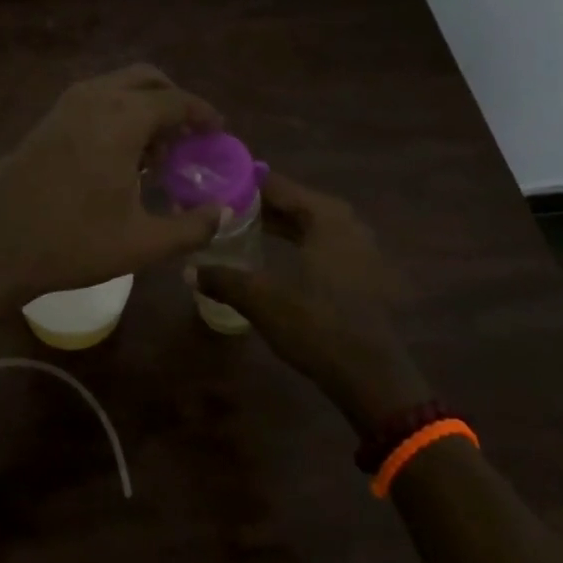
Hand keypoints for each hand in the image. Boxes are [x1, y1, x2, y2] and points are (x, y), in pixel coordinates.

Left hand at [0, 65, 224, 311]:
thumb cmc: (71, 241)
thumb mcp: (140, 243)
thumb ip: (191, 227)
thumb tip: (223, 214)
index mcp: (122, 118)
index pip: (176, 100)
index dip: (202, 114)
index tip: (219, 132)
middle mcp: (95, 97)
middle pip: (147, 79)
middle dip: (173, 100)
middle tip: (189, 136)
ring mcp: (66, 104)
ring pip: (118, 86)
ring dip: (144, 106)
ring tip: (157, 152)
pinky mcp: (48, 119)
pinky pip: (96, 99)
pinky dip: (118, 112)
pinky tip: (120, 156)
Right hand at [194, 172, 431, 436]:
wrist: (374, 379)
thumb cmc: (319, 327)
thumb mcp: (263, 301)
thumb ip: (224, 279)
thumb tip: (188, 270)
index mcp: (326, 216)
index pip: (277, 185)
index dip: (243, 184)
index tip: (212, 184)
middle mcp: (345, 222)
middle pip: (293, 202)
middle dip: (257, 204)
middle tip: (219, 206)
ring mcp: (357, 246)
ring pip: (307, 223)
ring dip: (275, 223)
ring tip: (237, 226)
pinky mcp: (360, 270)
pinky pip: (319, 241)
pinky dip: (293, 241)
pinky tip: (270, 252)